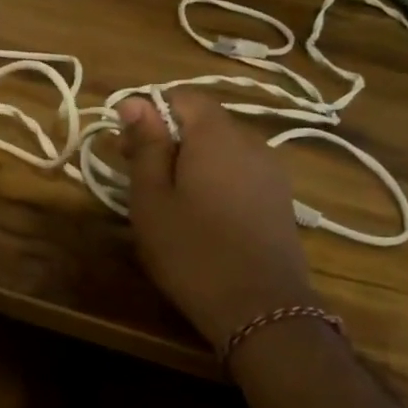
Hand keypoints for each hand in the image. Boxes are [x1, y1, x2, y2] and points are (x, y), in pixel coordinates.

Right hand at [117, 89, 317, 353]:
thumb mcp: (151, 198)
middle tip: (139, 178)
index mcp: (217, 136)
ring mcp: (272, 173)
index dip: (151, 112)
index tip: (127, 146)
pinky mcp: (280, 201)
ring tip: (169, 201)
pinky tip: (202, 217)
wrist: (261, 310)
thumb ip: (145, 145)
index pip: (184, 97)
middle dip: (169, 139)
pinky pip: (240, 174)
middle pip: (205, 122)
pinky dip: (216, 182)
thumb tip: (135, 101)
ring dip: (192, 163)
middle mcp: (251, 144)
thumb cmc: (192, 250)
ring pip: (222, 150)